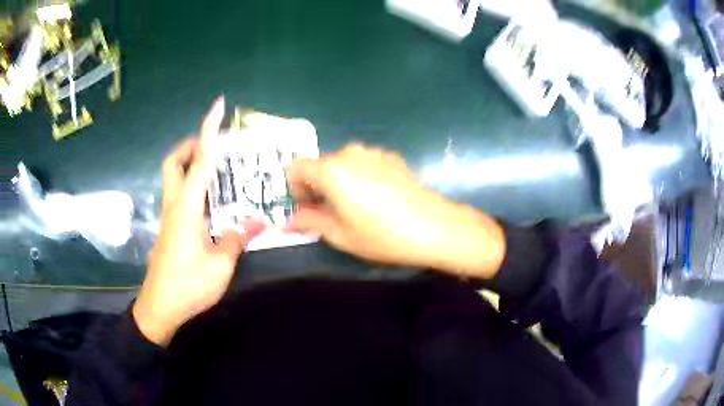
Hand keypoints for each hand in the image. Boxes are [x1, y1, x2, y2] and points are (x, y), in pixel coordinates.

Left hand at [133, 98, 264, 346]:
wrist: (159, 308)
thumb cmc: (188, 286)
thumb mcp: (220, 265)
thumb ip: (237, 238)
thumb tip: (259, 220)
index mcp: (186, 208)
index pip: (199, 160)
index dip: (209, 130)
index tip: (218, 106)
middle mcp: (174, 205)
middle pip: (174, 161)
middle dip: (192, 145)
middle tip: (215, 147)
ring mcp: (169, 217)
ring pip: (174, 177)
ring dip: (192, 164)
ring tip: (219, 171)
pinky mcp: (169, 228)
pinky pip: (179, 195)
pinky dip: (193, 186)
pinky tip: (211, 202)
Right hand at [287, 144, 504, 277]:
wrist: (433, 227)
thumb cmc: (382, 235)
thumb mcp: (340, 235)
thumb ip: (310, 221)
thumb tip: (289, 220)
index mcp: (331, 170)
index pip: (296, 167)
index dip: (294, 187)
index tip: (305, 206)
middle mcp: (350, 153)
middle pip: (320, 164)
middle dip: (317, 185)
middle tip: (327, 211)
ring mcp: (373, 152)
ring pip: (343, 163)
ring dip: (339, 180)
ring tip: (354, 206)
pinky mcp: (391, 157)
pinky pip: (363, 163)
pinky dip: (359, 176)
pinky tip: (376, 198)